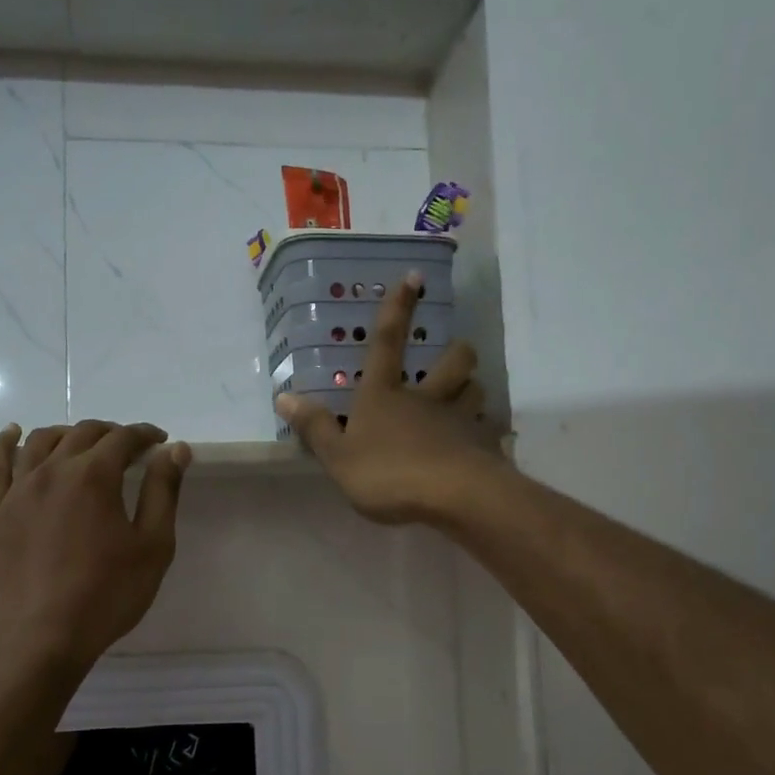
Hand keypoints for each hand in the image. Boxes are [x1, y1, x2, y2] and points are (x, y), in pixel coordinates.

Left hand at [0, 420, 191, 672]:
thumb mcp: (153, 546)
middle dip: (111, 434)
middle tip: (129, 450)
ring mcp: (18, 490)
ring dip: (68, 434)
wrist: (40, 640)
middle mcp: (53, 471)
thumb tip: (175, 450)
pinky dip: (4, 442)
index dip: (144, 435)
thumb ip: (163, 491)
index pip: (123, 438)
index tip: (159, 442)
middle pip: (83, 434)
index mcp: (94, 476)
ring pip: (41, 441)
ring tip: (84, 446)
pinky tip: (12, 434)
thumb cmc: (106, 595)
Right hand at [275, 273, 503, 523]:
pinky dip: (486, 433)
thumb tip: (284, 397)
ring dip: (472, 388)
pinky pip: (490, 430)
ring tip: (467, 398)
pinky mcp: (486, 446)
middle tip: (456, 355)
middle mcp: (427, 399)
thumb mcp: (338, 457)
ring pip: (476, 390)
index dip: (397, 308)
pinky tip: (481, 445)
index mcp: (385, 396)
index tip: (414, 277)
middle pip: (453, 361)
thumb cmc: (388, 474)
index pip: (387, 342)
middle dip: (457, 351)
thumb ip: (315, 428)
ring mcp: (461, 420)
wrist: (454, 498)